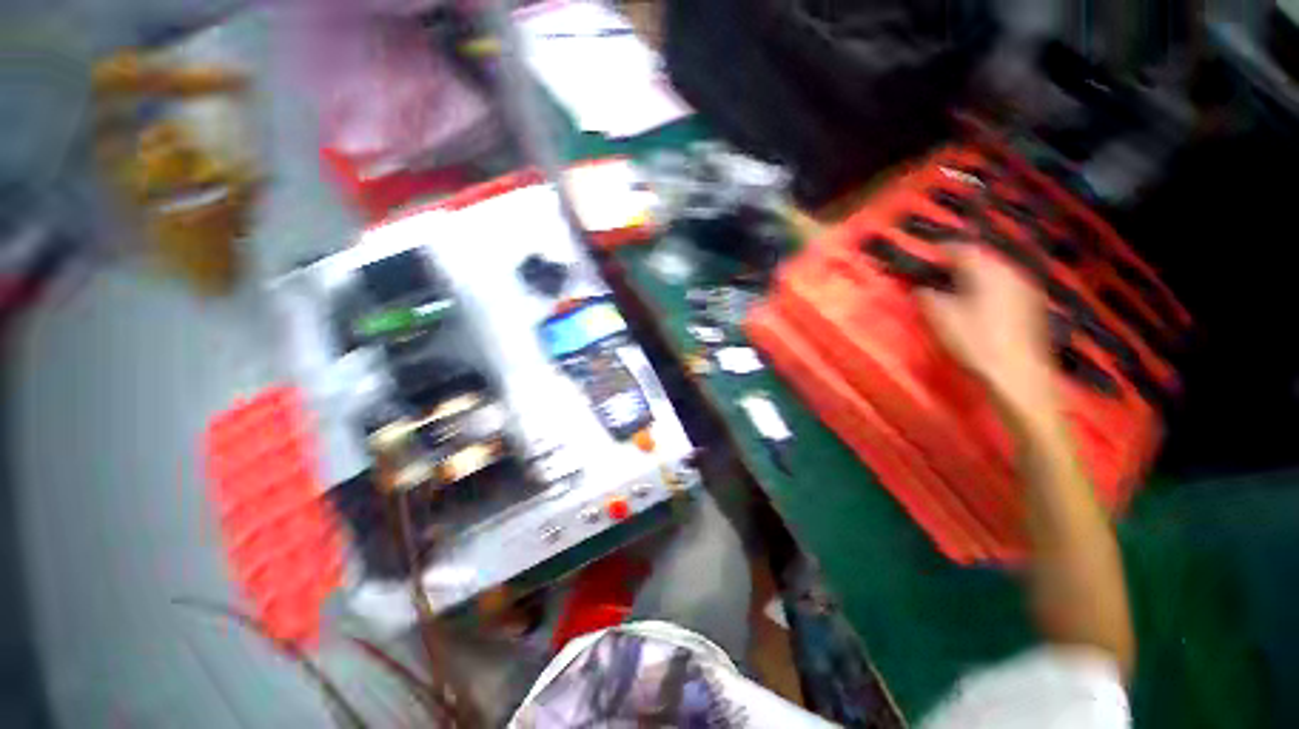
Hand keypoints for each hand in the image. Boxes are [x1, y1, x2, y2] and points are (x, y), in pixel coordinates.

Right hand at [919, 246, 1054, 418]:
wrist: (1018, 373)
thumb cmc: (975, 341)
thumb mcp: (941, 317)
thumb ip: (927, 296)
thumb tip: (921, 287)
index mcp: (987, 271)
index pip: (961, 249)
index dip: (940, 250)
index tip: (923, 255)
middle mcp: (1010, 272)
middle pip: (981, 258)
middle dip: (959, 262)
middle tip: (937, 271)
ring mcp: (1025, 288)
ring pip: (995, 271)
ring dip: (974, 274)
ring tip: (956, 286)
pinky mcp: (1031, 305)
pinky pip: (1005, 285)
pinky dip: (988, 286)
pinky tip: (979, 301)